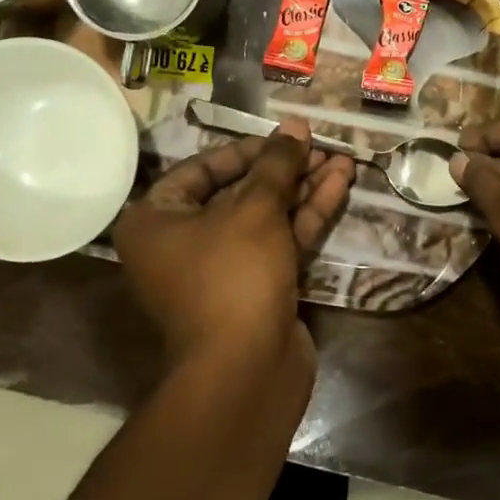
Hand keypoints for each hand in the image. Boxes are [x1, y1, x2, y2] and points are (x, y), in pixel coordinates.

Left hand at [114, 119, 354, 379]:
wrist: (245, 371)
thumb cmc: (232, 276)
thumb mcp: (254, 210)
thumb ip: (277, 164)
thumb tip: (295, 128)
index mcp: (156, 220)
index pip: (203, 169)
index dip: (249, 149)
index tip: (286, 137)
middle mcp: (183, 242)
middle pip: (240, 192)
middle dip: (285, 169)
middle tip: (322, 145)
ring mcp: (222, 269)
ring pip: (266, 217)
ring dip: (303, 188)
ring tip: (342, 158)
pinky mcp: (257, 288)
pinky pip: (280, 241)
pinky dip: (307, 215)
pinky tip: (340, 185)